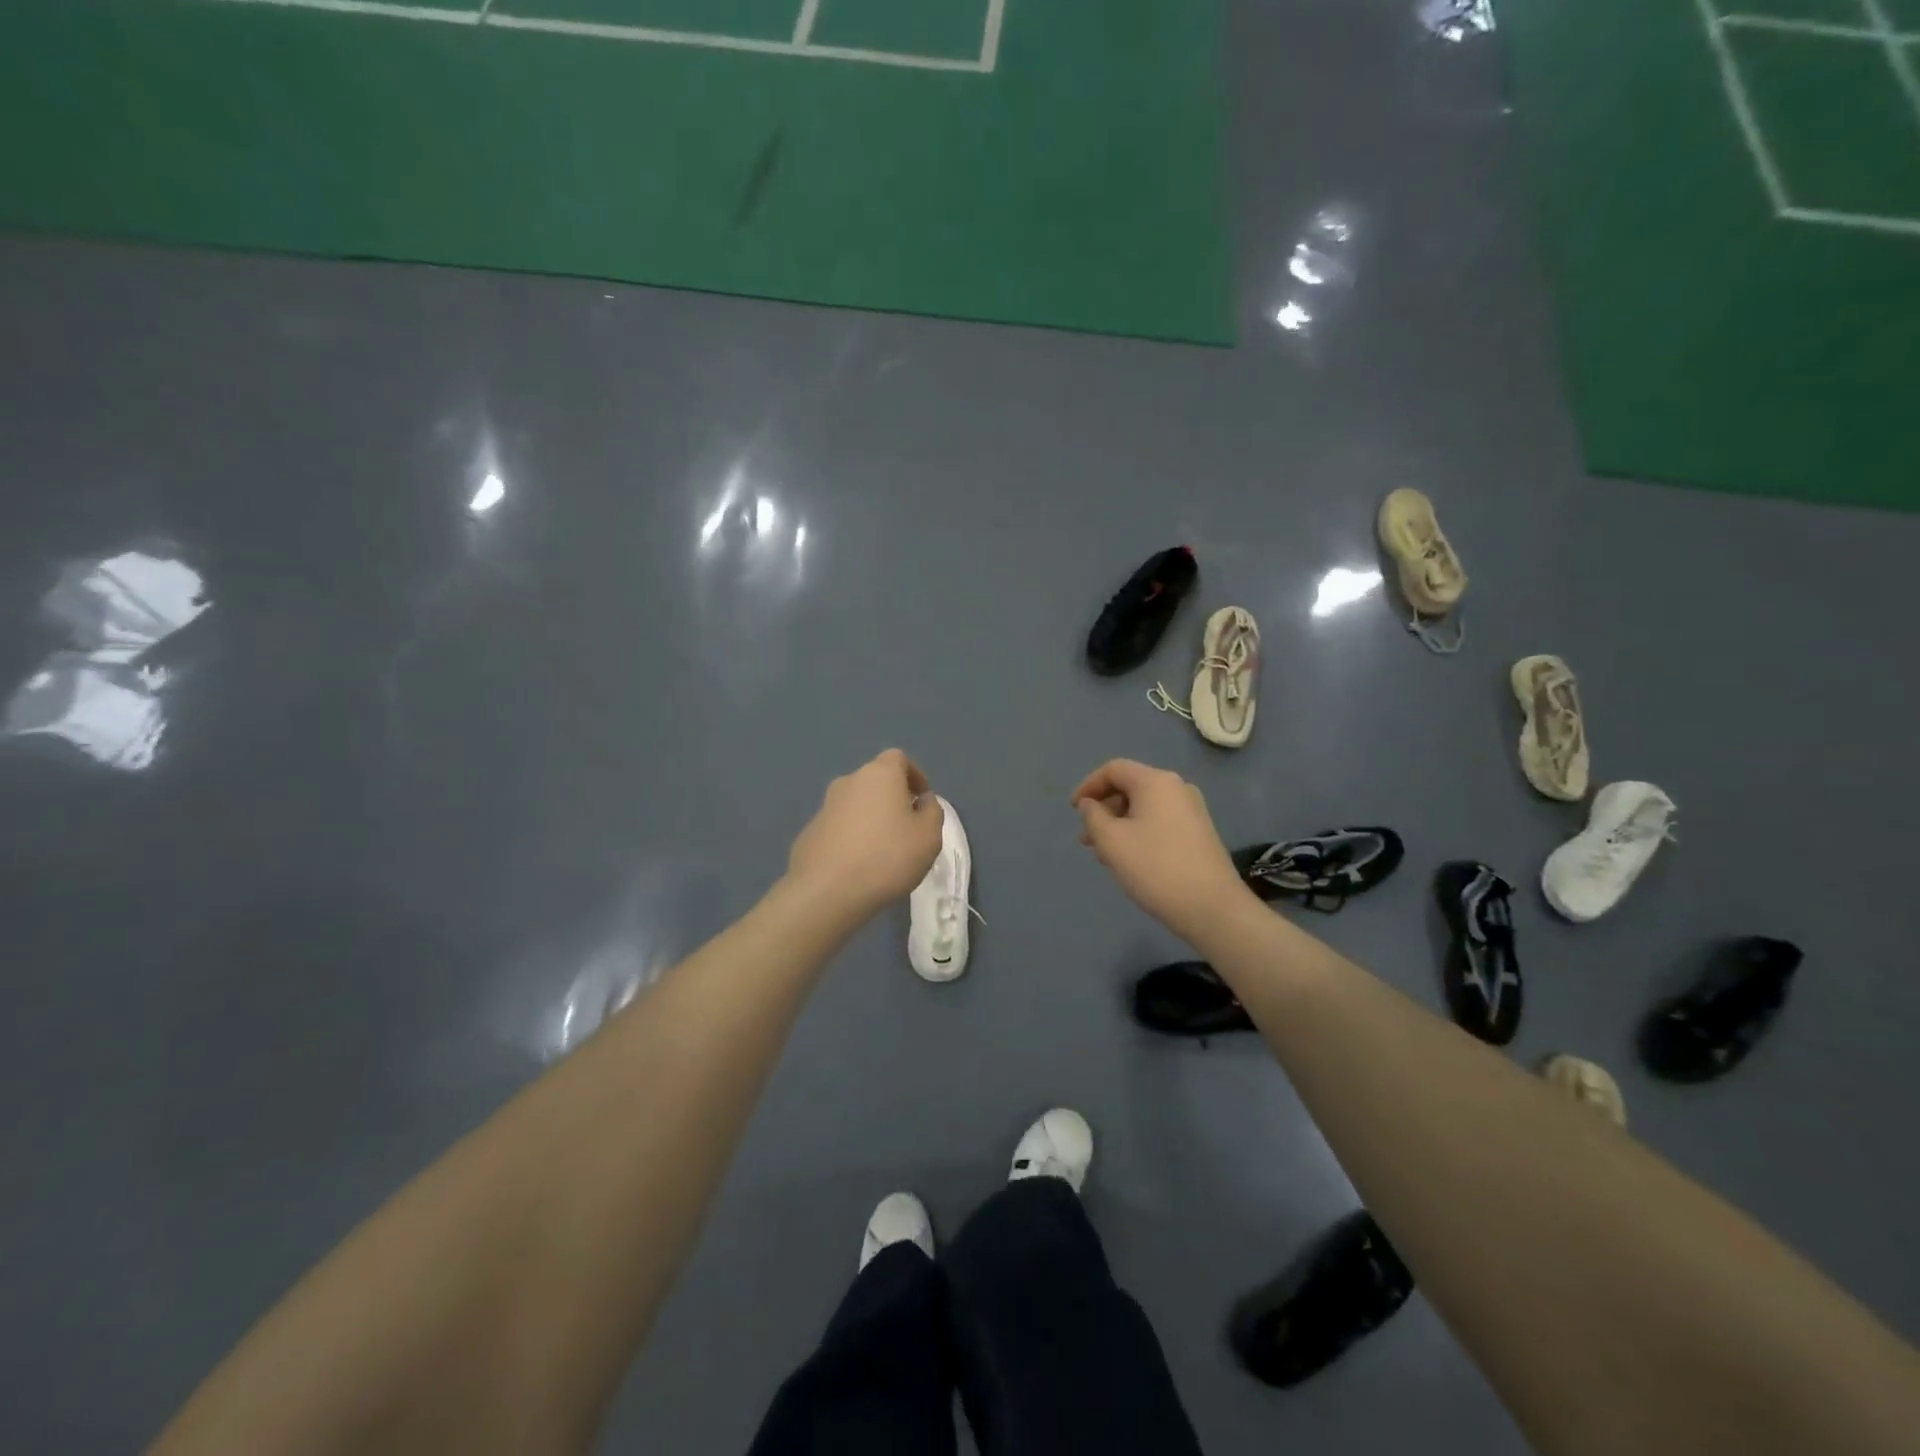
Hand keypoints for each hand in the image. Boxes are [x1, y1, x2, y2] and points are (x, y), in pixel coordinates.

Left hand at [787, 749, 944, 920]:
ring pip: (856, 804)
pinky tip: (858, 865)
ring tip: (882, 850)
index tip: (922, 800)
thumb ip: (932, 811)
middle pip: (875, 780)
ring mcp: (825, 806)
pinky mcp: (810, 831)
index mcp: (880, 774)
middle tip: (906, 827)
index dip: (914, 775)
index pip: (898, 758)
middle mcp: (849, 781)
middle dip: (892, 798)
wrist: (827, 891)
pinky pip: (839, 826)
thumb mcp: (929, 836)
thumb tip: (922, 801)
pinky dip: (851, 836)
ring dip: (871, 818)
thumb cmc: (888, 857)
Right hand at [1071, 759, 1249, 941]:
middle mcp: (1177, 788)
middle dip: (1103, 809)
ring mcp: (1192, 811)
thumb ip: (1093, 817)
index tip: (1072, 810)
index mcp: (1156, 782)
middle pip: (1130, 787)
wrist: (1212, 907)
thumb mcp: (1111, 841)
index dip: (1088, 786)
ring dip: (1118, 824)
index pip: (1114, 769)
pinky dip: (1138, 832)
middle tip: (1085, 837)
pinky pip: (1159, 822)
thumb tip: (1090, 804)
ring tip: (1102, 853)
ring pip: (1144, 808)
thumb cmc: (1155, 868)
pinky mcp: (1199, 833)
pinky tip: (1128, 859)